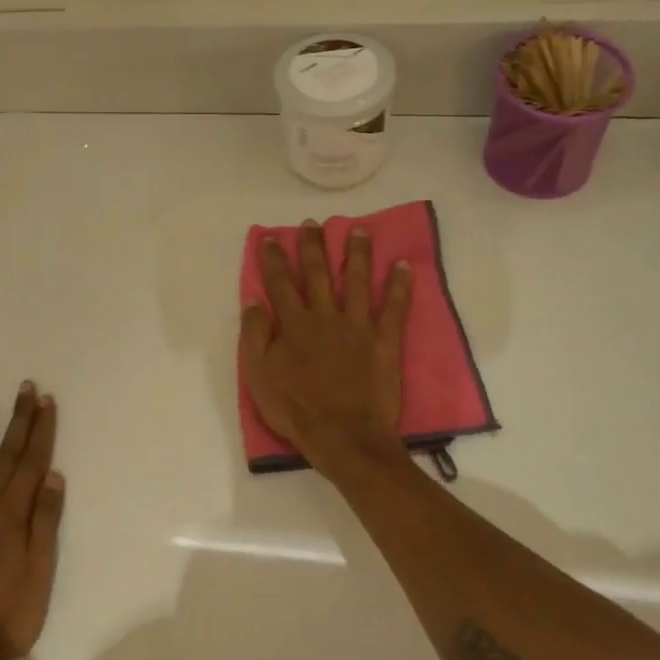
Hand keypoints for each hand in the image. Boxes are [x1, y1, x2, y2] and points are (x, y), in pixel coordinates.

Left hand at [0, 383, 64, 659]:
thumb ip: (45, 522)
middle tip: (25, 388)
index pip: (33, 463)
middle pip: (6, 456)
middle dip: (18, 421)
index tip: (46, 401)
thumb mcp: (40, 573)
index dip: (41, 431)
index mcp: (14, 516)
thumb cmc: (9, 616)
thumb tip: (53, 476)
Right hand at [239, 220, 413, 469]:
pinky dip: (400, 286)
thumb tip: (254, 301)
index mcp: (294, 325)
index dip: (274, 259)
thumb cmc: (296, 409)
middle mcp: (325, 317)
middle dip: (313, 247)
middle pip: (318, 274)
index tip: (271, 238)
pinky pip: (394, 308)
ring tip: (360, 230)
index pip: (280, 284)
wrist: (343, 436)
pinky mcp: (383, 341)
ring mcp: (357, 327)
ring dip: (357, 254)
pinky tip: (404, 265)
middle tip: (312, 224)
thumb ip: (255, 336)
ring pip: (357, 281)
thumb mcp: (259, 376)